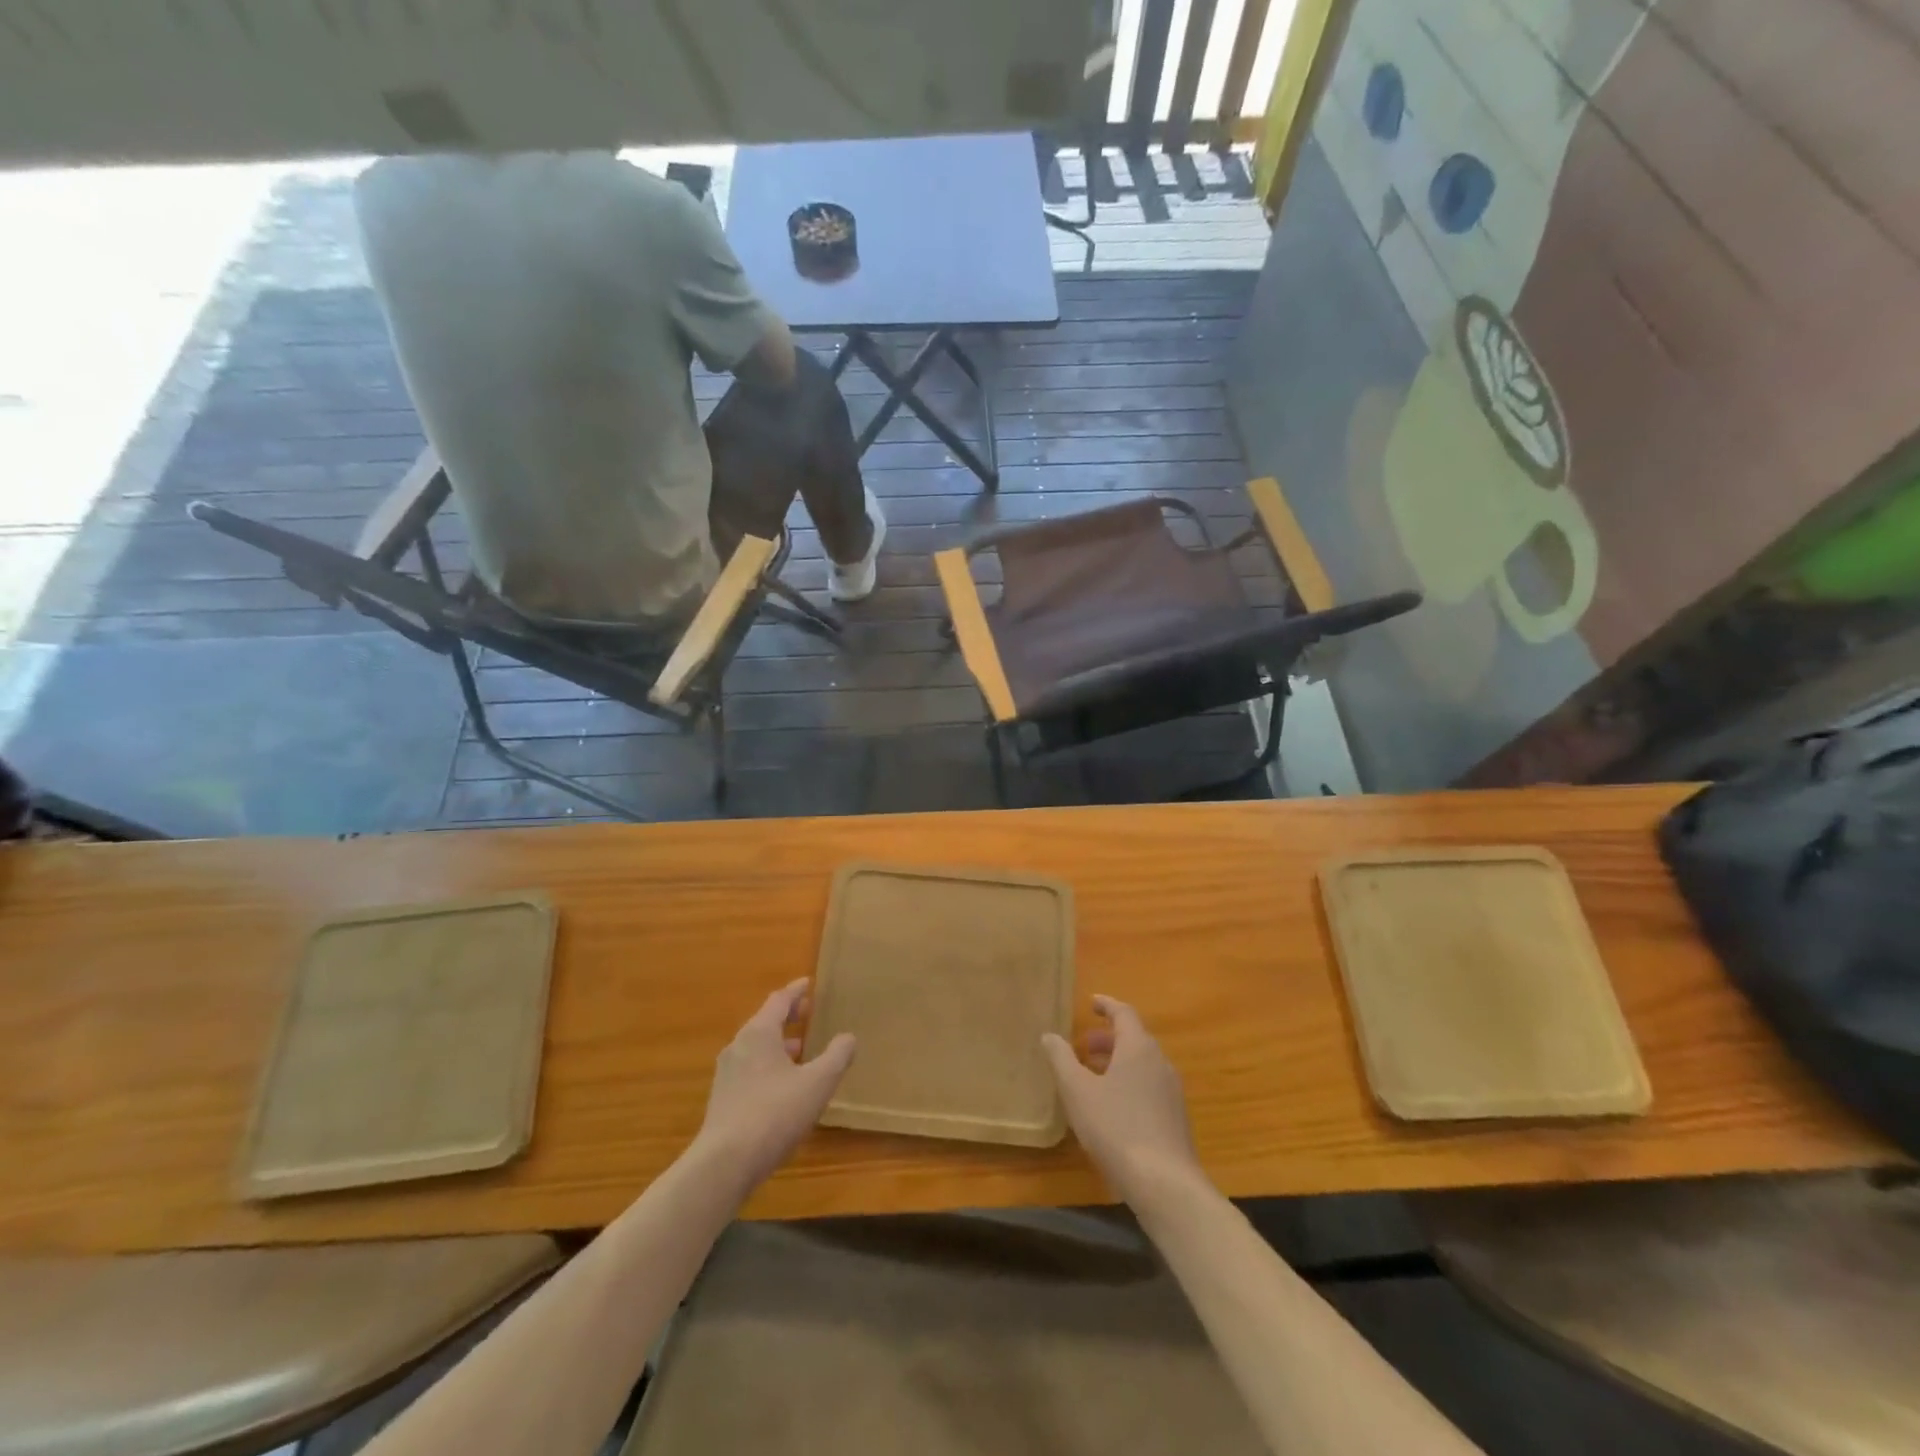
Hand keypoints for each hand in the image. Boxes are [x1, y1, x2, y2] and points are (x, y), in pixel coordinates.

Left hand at [694, 978, 855, 1189]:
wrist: (724, 1163)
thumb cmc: (775, 1113)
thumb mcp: (818, 1082)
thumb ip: (837, 1056)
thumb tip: (848, 1037)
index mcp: (759, 1033)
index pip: (779, 1001)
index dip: (796, 991)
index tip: (808, 983)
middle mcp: (739, 1046)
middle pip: (765, 1022)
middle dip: (787, 1017)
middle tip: (808, 1013)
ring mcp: (727, 1074)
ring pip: (756, 1048)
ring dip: (779, 1044)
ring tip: (801, 1050)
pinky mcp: (722, 1100)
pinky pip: (750, 1070)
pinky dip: (769, 1066)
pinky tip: (783, 1086)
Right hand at [1042, 995, 1201, 1205]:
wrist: (1165, 1183)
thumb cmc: (1116, 1128)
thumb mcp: (1078, 1091)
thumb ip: (1062, 1059)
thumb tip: (1049, 1035)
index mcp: (1138, 1048)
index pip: (1124, 1013)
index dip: (1107, 1005)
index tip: (1091, 1003)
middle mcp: (1160, 1062)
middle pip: (1135, 1039)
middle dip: (1109, 1038)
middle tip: (1085, 1045)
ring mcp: (1171, 1091)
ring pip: (1142, 1064)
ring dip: (1118, 1062)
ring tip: (1093, 1076)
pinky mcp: (1175, 1118)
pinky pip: (1149, 1086)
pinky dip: (1129, 1082)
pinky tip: (1112, 1107)